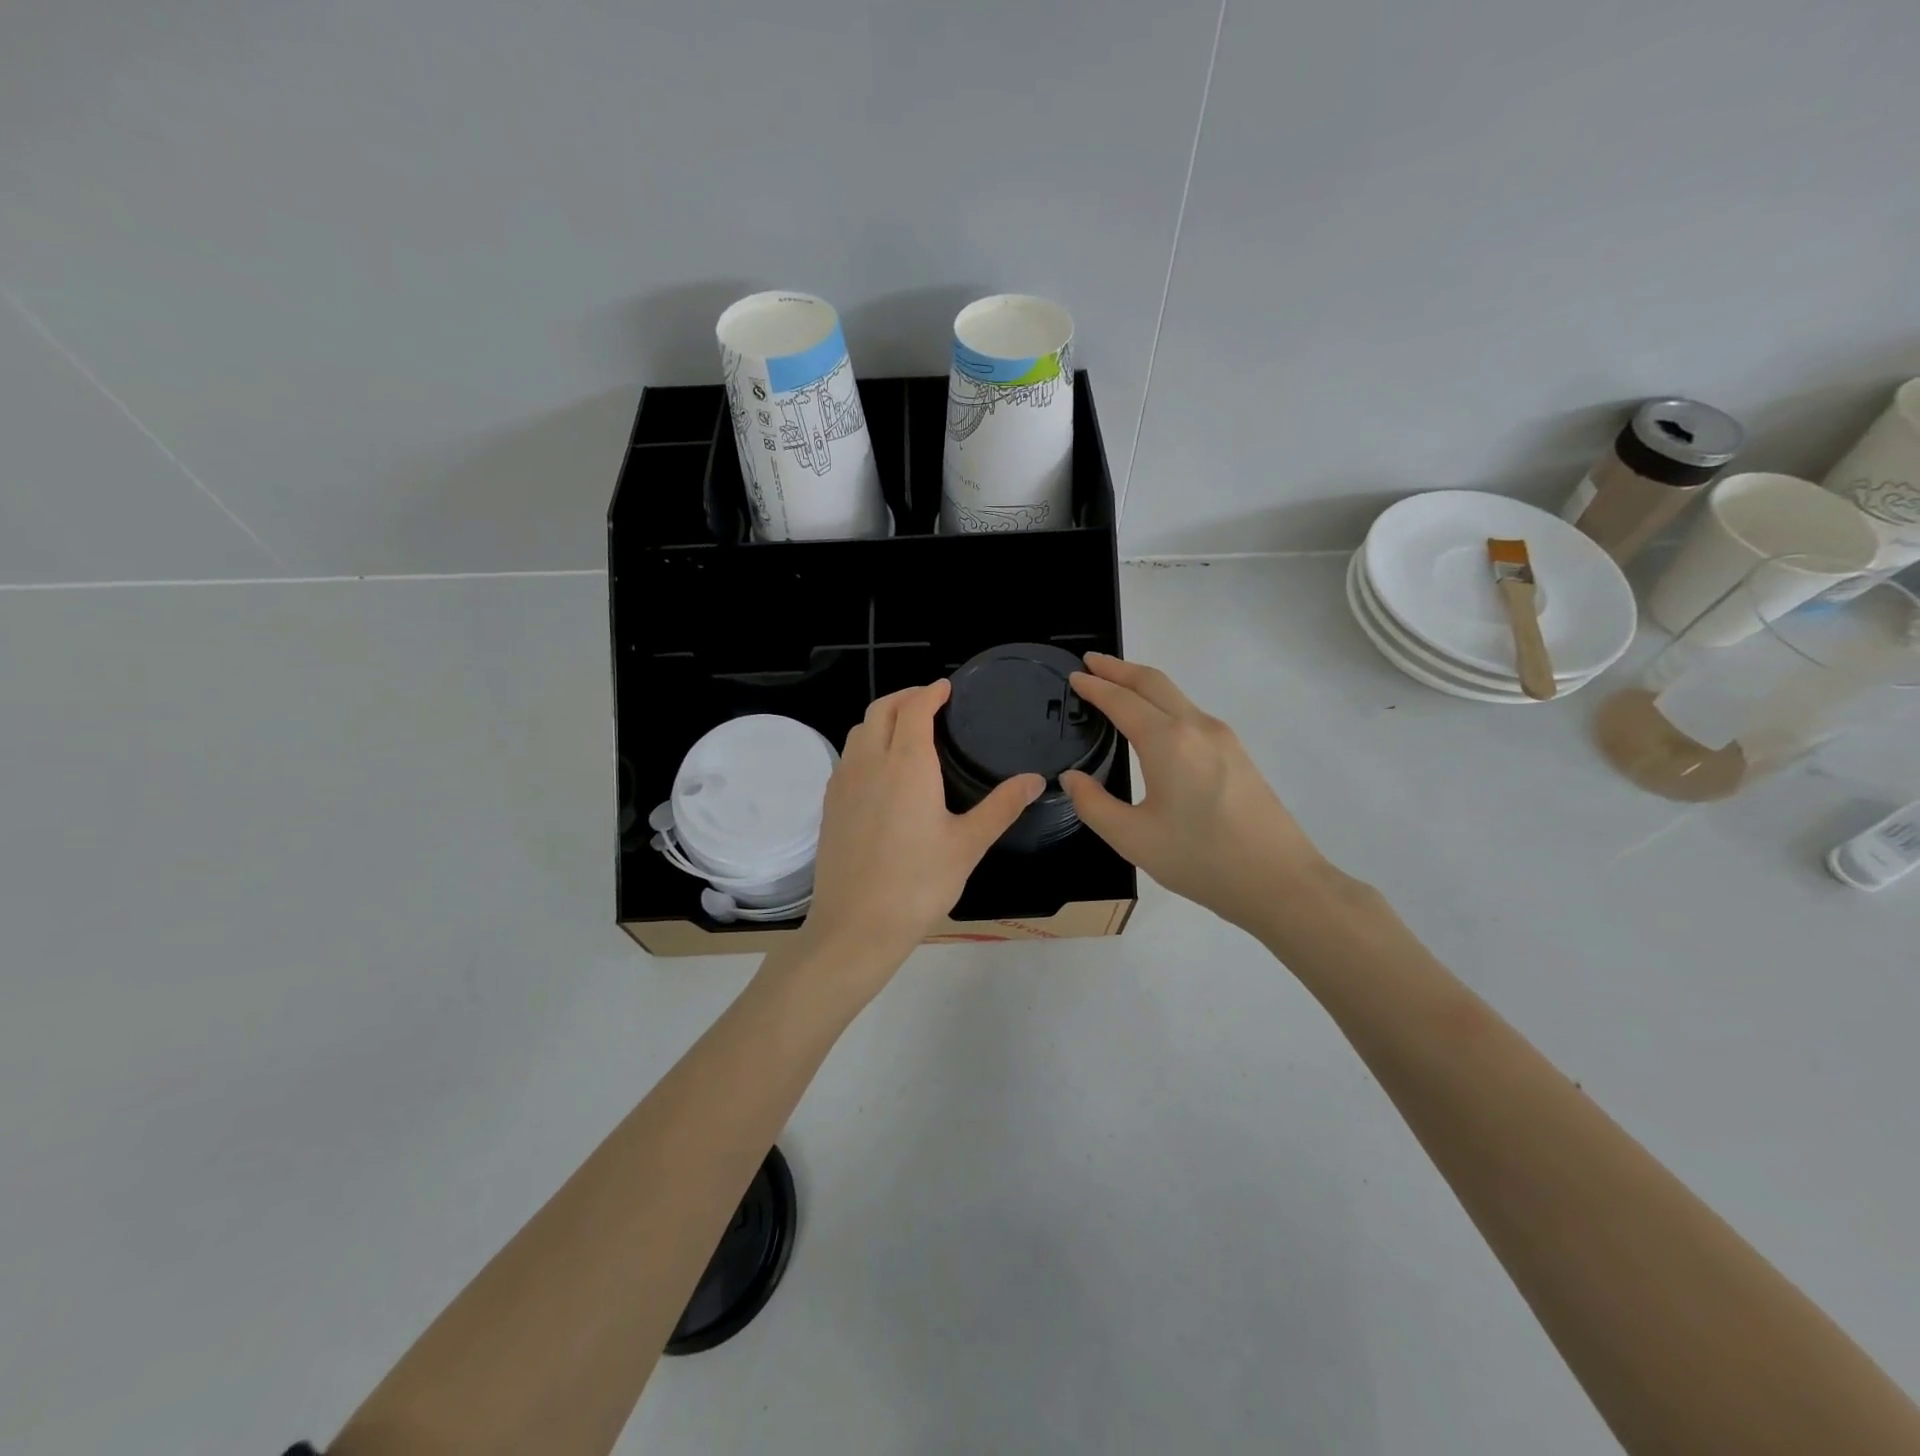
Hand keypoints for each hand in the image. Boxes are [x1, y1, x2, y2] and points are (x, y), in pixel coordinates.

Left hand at [800, 681, 1042, 992]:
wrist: (856, 925)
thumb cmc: (919, 884)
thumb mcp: (968, 845)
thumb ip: (1002, 806)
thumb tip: (1035, 779)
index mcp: (906, 765)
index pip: (914, 709)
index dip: (930, 692)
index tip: (946, 688)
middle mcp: (870, 763)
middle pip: (881, 709)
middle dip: (905, 697)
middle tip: (929, 701)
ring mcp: (844, 782)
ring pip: (859, 730)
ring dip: (883, 717)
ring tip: (907, 729)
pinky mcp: (830, 804)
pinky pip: (848, 756)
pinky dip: (866, 743)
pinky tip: (882, 769)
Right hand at [1061, 654, 1337, 936]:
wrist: (1280, 881)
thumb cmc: (1201, 860)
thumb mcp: (1133, 839)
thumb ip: (1093, 804)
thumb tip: (1072, 778)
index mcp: (1168, 742)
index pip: (1122, 701)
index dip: (1095, 686)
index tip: (1074, 676)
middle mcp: (1197, 727)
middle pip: (1154, 682)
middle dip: (1119, 668)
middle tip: (1091, 662)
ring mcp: (1223, 738)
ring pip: (1176, 695)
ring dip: (1143, 684)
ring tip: (1117, 687)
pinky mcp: (1237, 753)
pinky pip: (1191, 713)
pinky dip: (1163, 703)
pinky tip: (1154, 723)